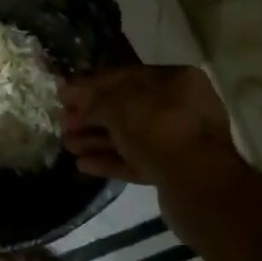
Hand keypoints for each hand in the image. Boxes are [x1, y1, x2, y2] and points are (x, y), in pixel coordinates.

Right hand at [60, 65, 247, 194]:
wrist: (198, 184)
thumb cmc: (158, 128)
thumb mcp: (118, 104)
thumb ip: (93, 98)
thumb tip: (70, 92)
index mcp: (176, 80)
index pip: (125, 75)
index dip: (91, 84)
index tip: (64, 94)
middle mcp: (181, 106)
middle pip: (126, 107)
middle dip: (91, 115)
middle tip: (63, 122)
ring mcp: (179, 140)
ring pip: (129, 136)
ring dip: (96, 139)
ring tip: (68, 145)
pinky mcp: (173, 171)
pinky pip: (136, 160)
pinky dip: (110, 160)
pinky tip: (83, 164)